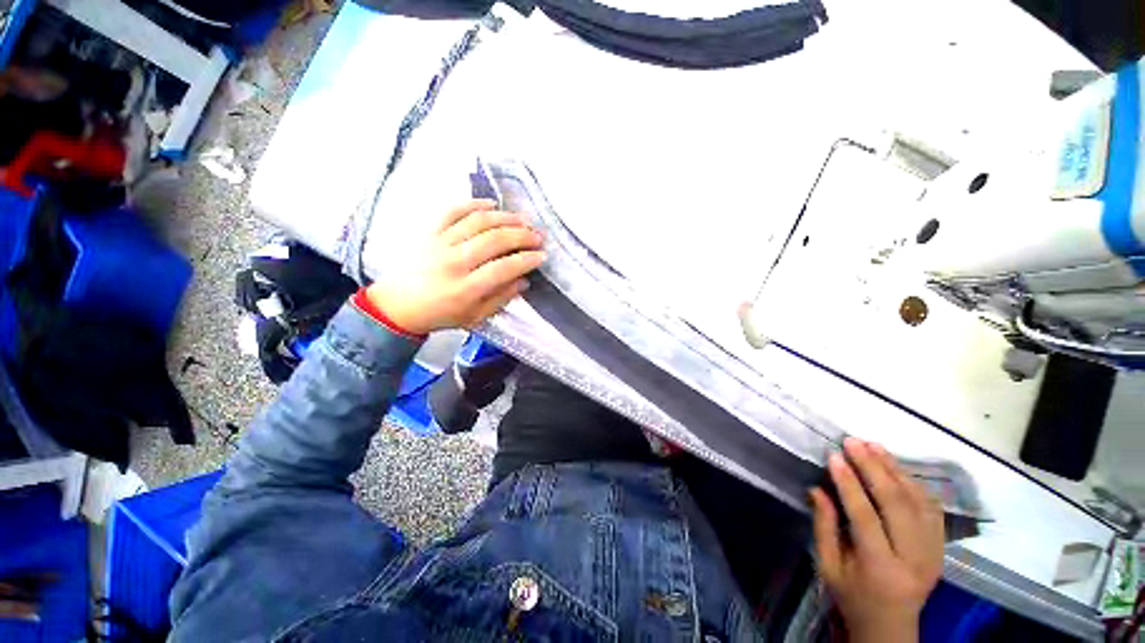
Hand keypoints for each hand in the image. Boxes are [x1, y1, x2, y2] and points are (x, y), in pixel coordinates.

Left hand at [365, 199, 544, 333]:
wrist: (399, 304)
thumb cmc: (442, 314)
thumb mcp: (476, 316)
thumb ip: (501, 298)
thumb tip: (524, 281)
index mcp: (466, 289)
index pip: (503, 268)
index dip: (527, 260)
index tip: (542, 256)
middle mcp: (454, 262)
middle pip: (494, 240)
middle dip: (522, 235)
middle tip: (538, 236)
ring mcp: (440, 243)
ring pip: (478, 221)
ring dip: (506, 218)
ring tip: (523, 220)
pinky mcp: (430, 231)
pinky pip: (453, 210)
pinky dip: (474, 203)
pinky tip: (492, 204)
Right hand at [810, 438, 943, 642]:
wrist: (892, 625)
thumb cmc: (852, 596)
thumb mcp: (829, 566)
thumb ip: (824, 527)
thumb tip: (817, 489)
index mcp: (880, 569)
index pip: (866, 517)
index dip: (849, 484)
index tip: (834, 456)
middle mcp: (913, 559)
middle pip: (897, 505)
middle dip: (874, 468)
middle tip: (854, 442)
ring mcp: (933, 553)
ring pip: (918, 502)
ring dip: (895, 470)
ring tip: (874, 446)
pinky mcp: (941, 548)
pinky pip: (931, 509)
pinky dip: (913, 483)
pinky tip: (896, 467)